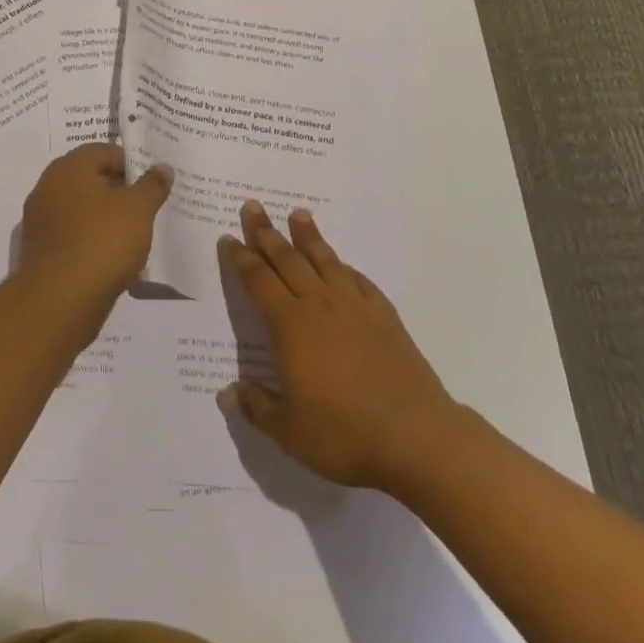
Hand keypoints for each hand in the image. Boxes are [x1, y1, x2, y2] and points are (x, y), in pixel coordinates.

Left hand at [18, 143, 171, 317]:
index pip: (103, 151)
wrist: (58, 303)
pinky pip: (72, 237)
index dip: (130, 163)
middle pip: (90, 180)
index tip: (152, 183)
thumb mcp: (138, 210)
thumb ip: (152, 185)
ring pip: (81, 210)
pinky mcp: (40, 252)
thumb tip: (162, 167)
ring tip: (134, 236)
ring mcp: (40, 221)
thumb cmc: (101, 243)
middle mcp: (48, 188)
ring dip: (106, 219)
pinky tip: (113, 260)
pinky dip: (92, 242)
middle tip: (146, 207)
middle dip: (119, 191)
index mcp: (68, 168)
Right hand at [218, 201, 459, 489]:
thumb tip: (229, 393)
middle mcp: (319, 305)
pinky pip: (359, 280)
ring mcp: (355, 307)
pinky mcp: (384, 316)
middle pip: (288, 259)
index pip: (259, 281)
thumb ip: (258, 408)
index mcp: (290, 326)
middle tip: (254, 206)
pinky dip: (345, 267)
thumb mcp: (290, 432)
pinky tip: (342, 264)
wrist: (415, 436)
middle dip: (267, 233)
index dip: (241, 259)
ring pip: (324, 260)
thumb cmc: (344, 433)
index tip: (229, 238)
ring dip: (308, 236)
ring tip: (298, 214)